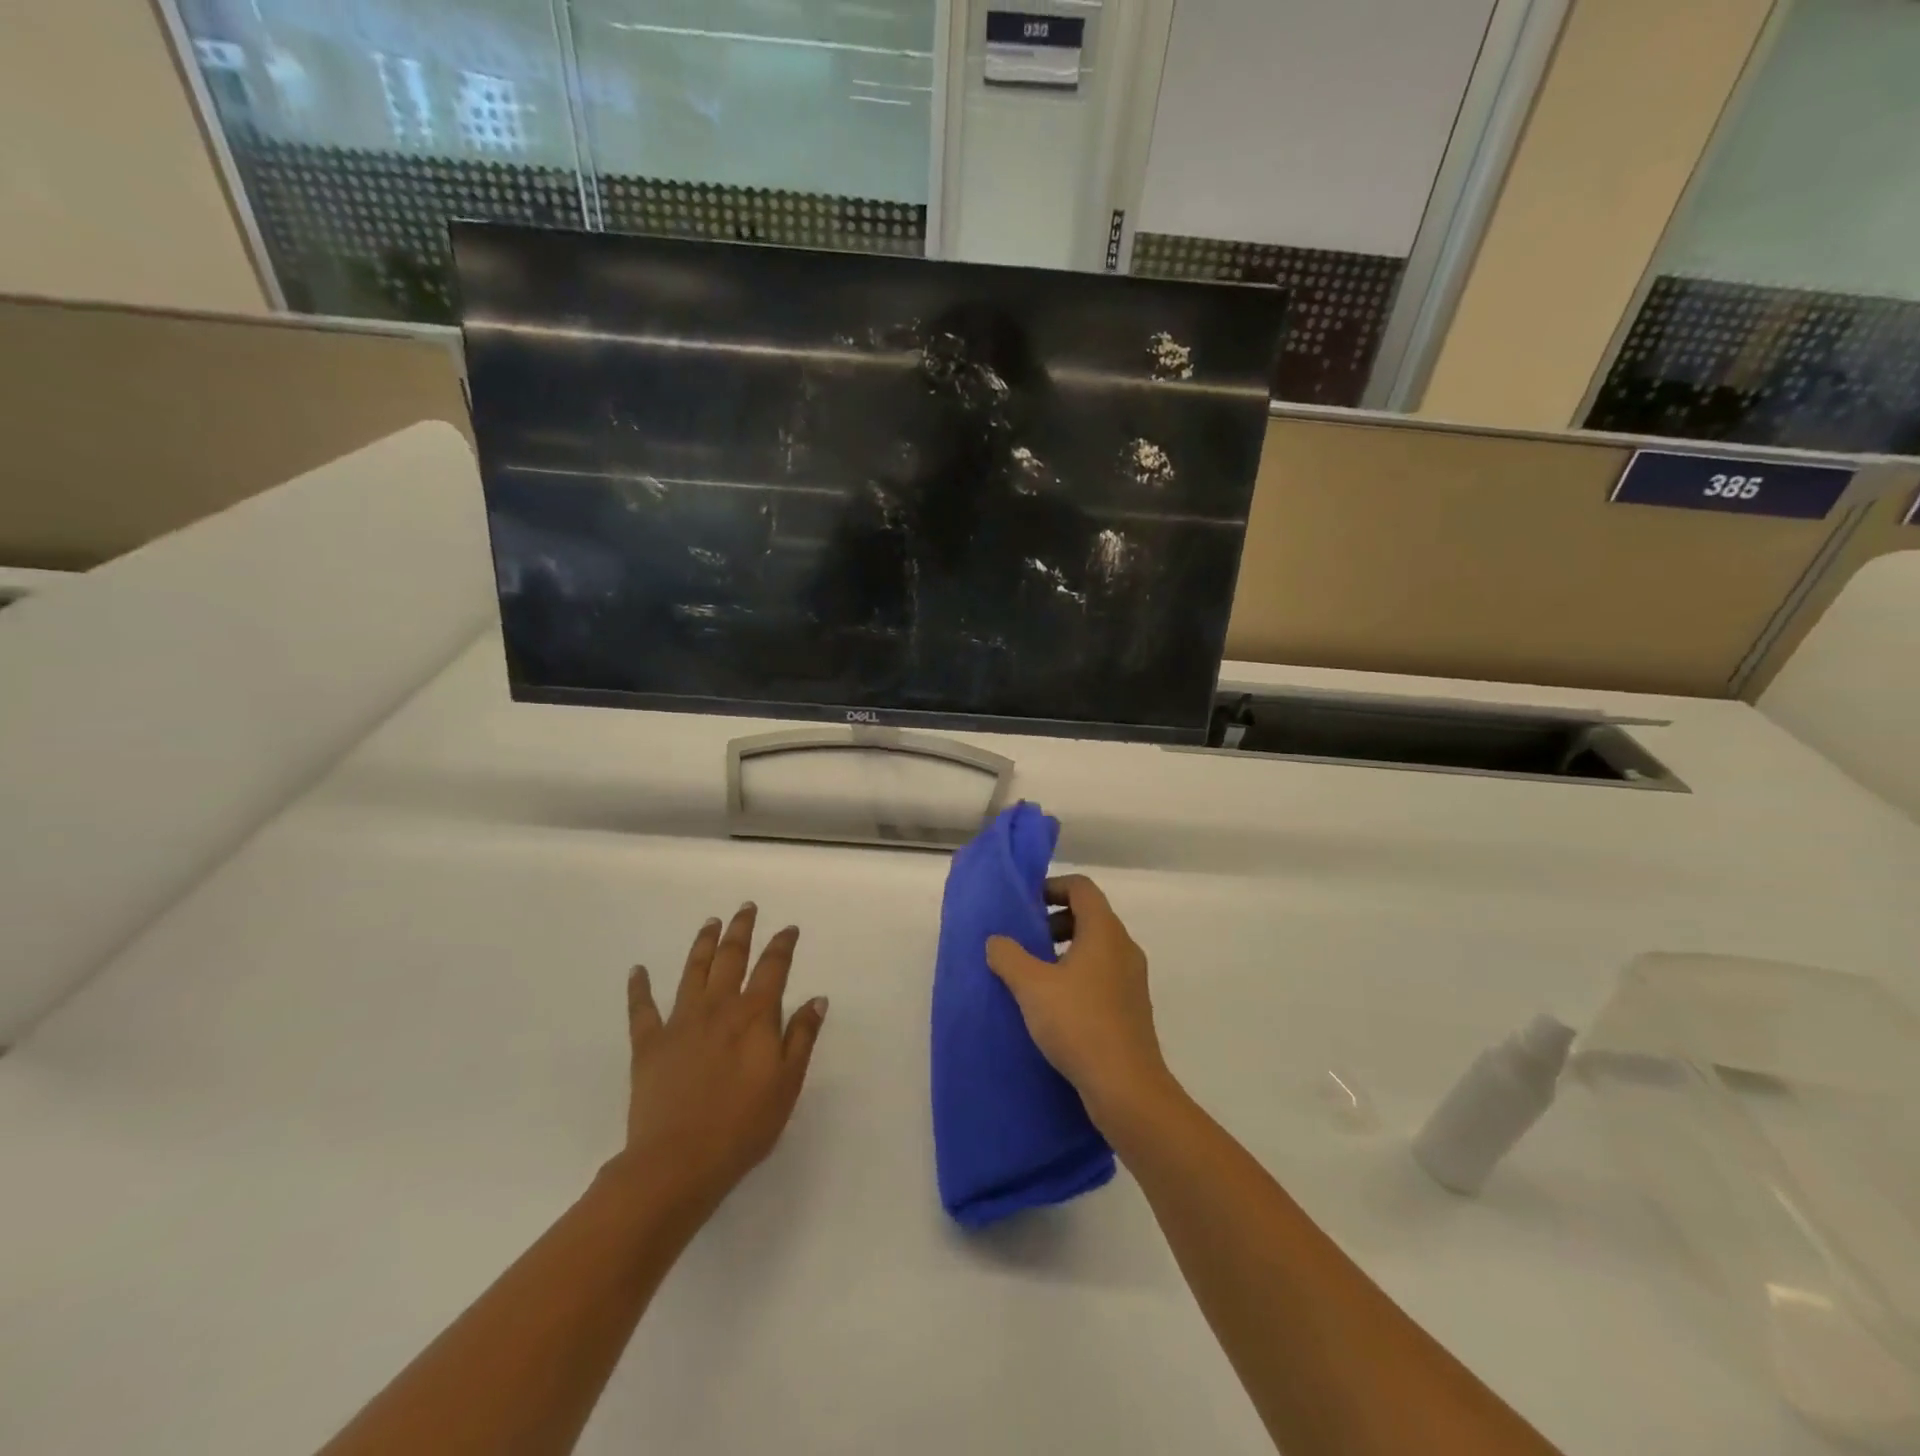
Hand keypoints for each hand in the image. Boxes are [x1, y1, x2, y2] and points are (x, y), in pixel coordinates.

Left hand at [618, 903, 827, 1215]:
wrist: (677, 1162)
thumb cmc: (743, 1125)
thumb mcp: (787, 1083)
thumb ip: (801, 1037)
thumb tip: (816, 998)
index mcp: (754, 1015)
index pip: (773, 967)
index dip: (782, 945)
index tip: (788, 929)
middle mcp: (718, 1007)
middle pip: (731, 957)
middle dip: (741, 929)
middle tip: (746, 908)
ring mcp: (680, 1022)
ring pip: (693, 971)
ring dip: (703, 944)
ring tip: (710, 923)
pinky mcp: (648, 1044)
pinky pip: (642, 1008)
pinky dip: (639, 987)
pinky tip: (638, 970)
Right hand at [986, 875, 1171, 1130]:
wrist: (1126, 1087)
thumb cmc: (1079, 1023)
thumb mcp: (1032, 986)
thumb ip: (1009, 956)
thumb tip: (997, 941)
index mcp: (1104, 931)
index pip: (1081, 888)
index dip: (1052, 887)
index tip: (1026, 904)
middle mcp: (1124, 948)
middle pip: (1089, 916)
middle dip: (1054, 921)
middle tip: (1026, 942)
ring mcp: (1132, 979)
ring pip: (1096, 948)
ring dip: (1065, 951)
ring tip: (1035, 976)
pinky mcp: (1132, 1007)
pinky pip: (1102, 975)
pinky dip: (1078, 976)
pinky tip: (1055, 1006)